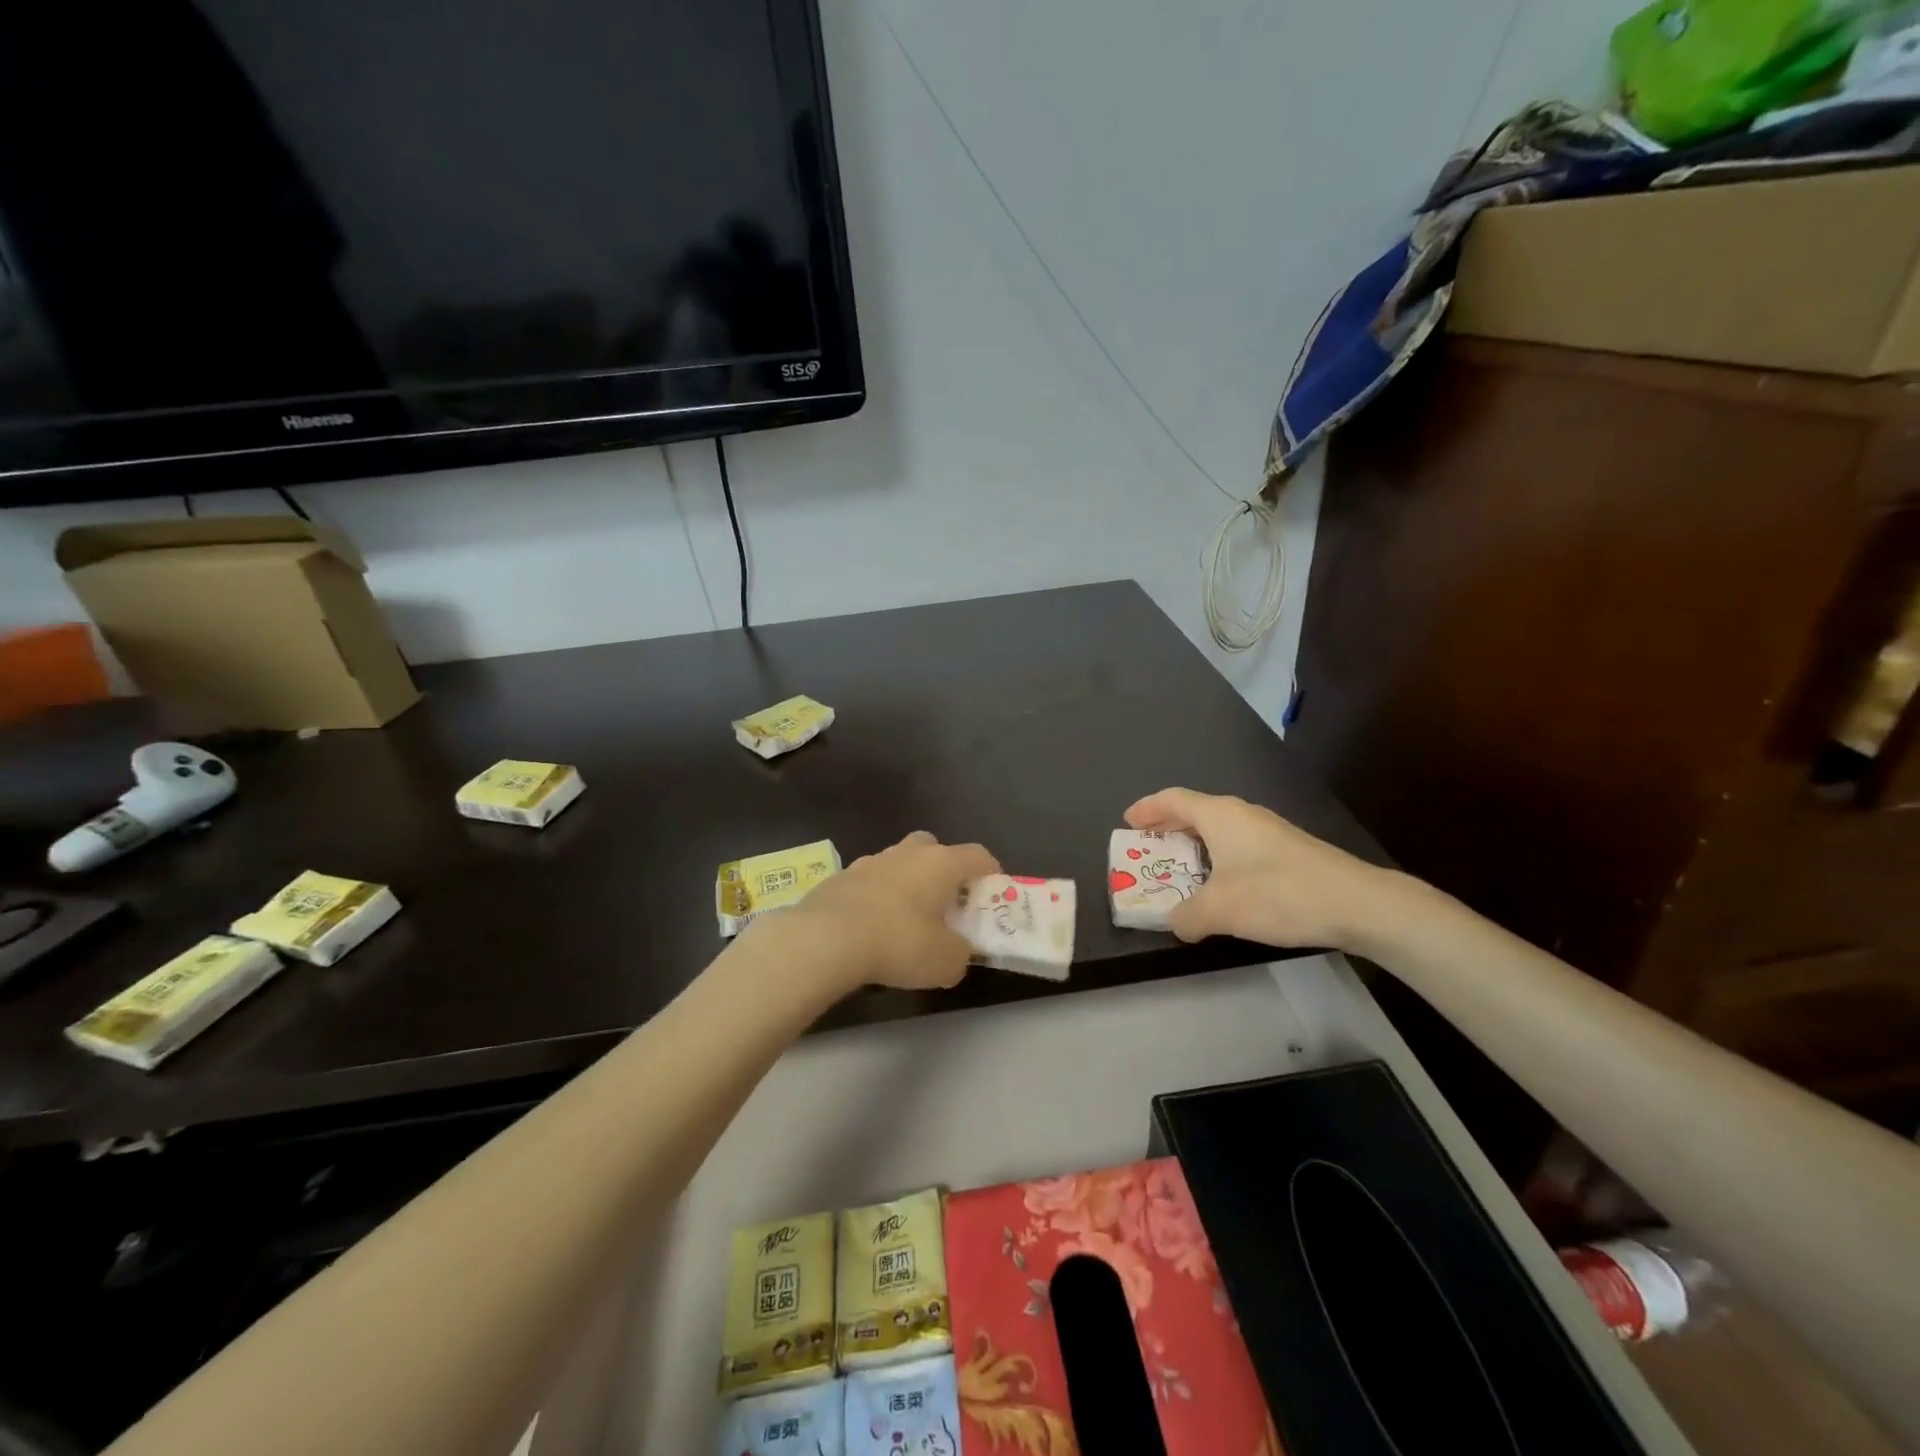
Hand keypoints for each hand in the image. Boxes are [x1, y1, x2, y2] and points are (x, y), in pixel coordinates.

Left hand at [772, 830, 997, 993]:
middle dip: (943, 870)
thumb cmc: (899, 942)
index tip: (992, 892)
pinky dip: (876, 897)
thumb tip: (957, 952)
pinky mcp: (840, 876)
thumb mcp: (946, 962)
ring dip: (906, 882)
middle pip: (934, 848)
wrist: (826, 938)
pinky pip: (869, 882)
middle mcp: (907, 853)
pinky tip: (871, 926)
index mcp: (941, 863)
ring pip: (898, 863)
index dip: (990, 872)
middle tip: (946, 901)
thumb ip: (960, 954)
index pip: (978, 854)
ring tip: (905, 918)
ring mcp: (870, 861)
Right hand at [1124, 788, 1397, 950]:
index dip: (1147, 809)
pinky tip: (1222, 885)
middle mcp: (1242, 815)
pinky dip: (1218, 857)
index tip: (1127, 821)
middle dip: (1168, 827)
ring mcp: (1268, 831)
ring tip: (1180, 868)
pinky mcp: (1288, 851)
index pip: (1173, 800)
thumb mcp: (1220, 910)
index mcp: (1220, 816)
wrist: (1358, 903)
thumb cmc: (1278, 894)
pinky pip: (1238, 845)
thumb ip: (1187, 916)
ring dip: (1194, 844)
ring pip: (1219, 829)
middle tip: (1146, 846)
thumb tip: (1176, 922)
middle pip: (1195, 811)